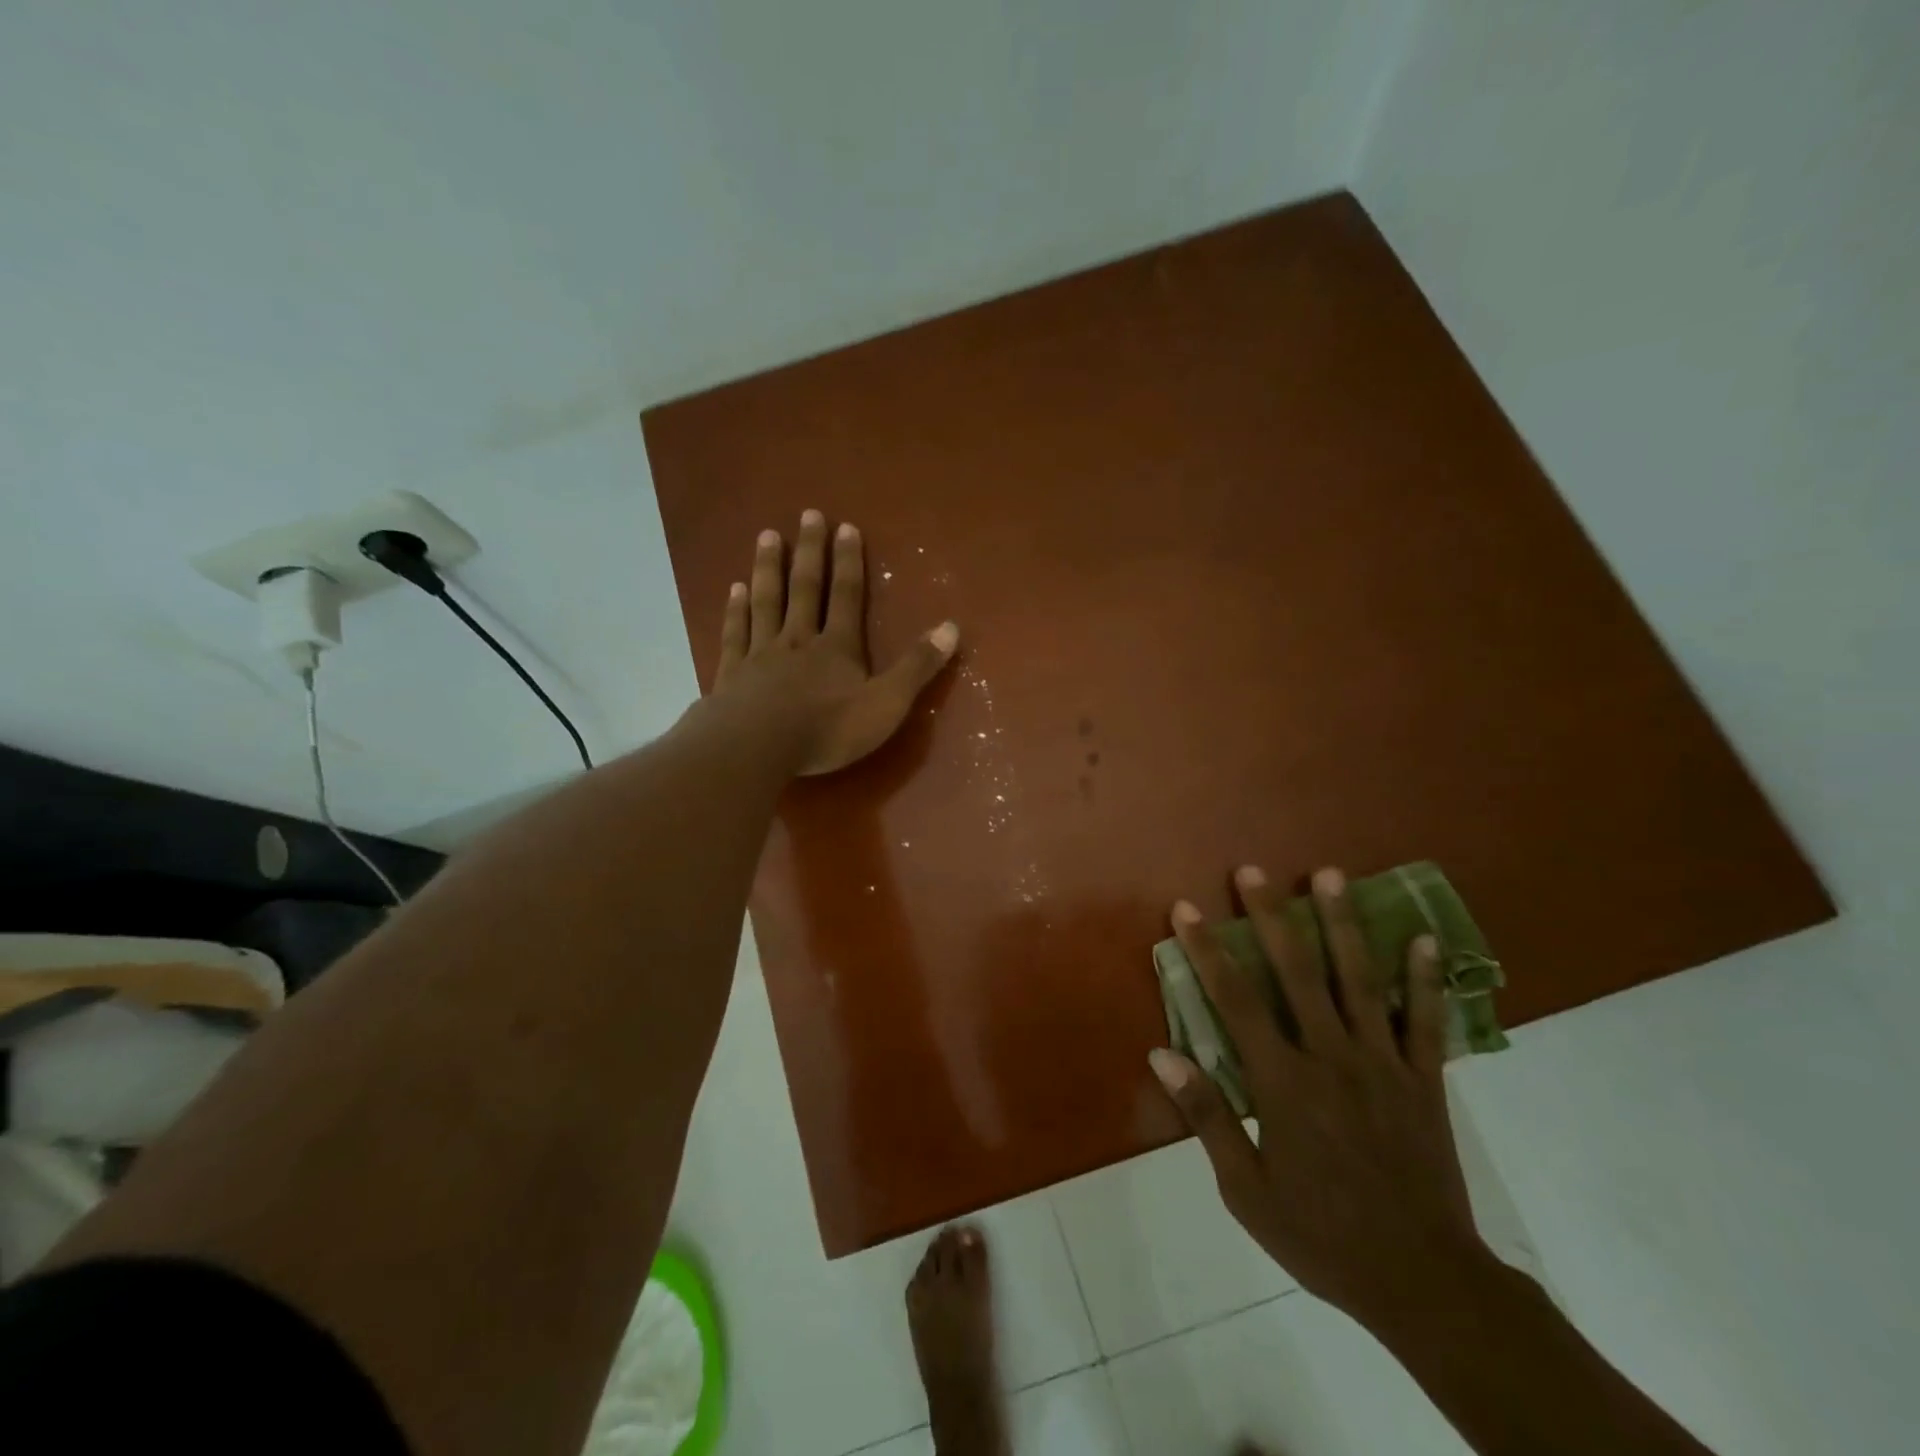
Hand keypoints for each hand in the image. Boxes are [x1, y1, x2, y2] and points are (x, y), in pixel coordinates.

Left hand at [713, 511, 958, 775]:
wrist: (756, 748)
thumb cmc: (827, 730)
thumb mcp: (886, 703)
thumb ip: (917, 667)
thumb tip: (951, 627)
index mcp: (837, 648)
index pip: (847, 596)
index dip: (849, 562)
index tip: (846, 527)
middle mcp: (798, 640)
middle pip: (805, 588)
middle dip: (809, 552)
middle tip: (808, 514)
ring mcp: (760, 654)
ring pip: (766, 602)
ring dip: (768, 568)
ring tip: (767, 536)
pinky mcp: (732, 674)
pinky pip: (735, 633)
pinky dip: (735, 610)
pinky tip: (733, 590)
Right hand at [1150, 865, 1484, 1329]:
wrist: (1424, 1283)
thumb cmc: (1322, 1235)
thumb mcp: (1246, 1189)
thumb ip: (1207, 1115)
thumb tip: (1160, 1054)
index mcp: (1283, 1082)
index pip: (1235, 1000)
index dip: (1207, 950)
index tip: (1186, 909)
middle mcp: (1331, 1057)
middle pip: (1296, 972)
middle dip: (1271, 916)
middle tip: (1253, 871)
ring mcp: (1383, 1063)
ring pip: (1360, 980)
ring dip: (1341, 923)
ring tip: (1329, 874)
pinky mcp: (1425, 1079)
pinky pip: (1425, 1020)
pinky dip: (1424, 977)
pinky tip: (1422, 936)